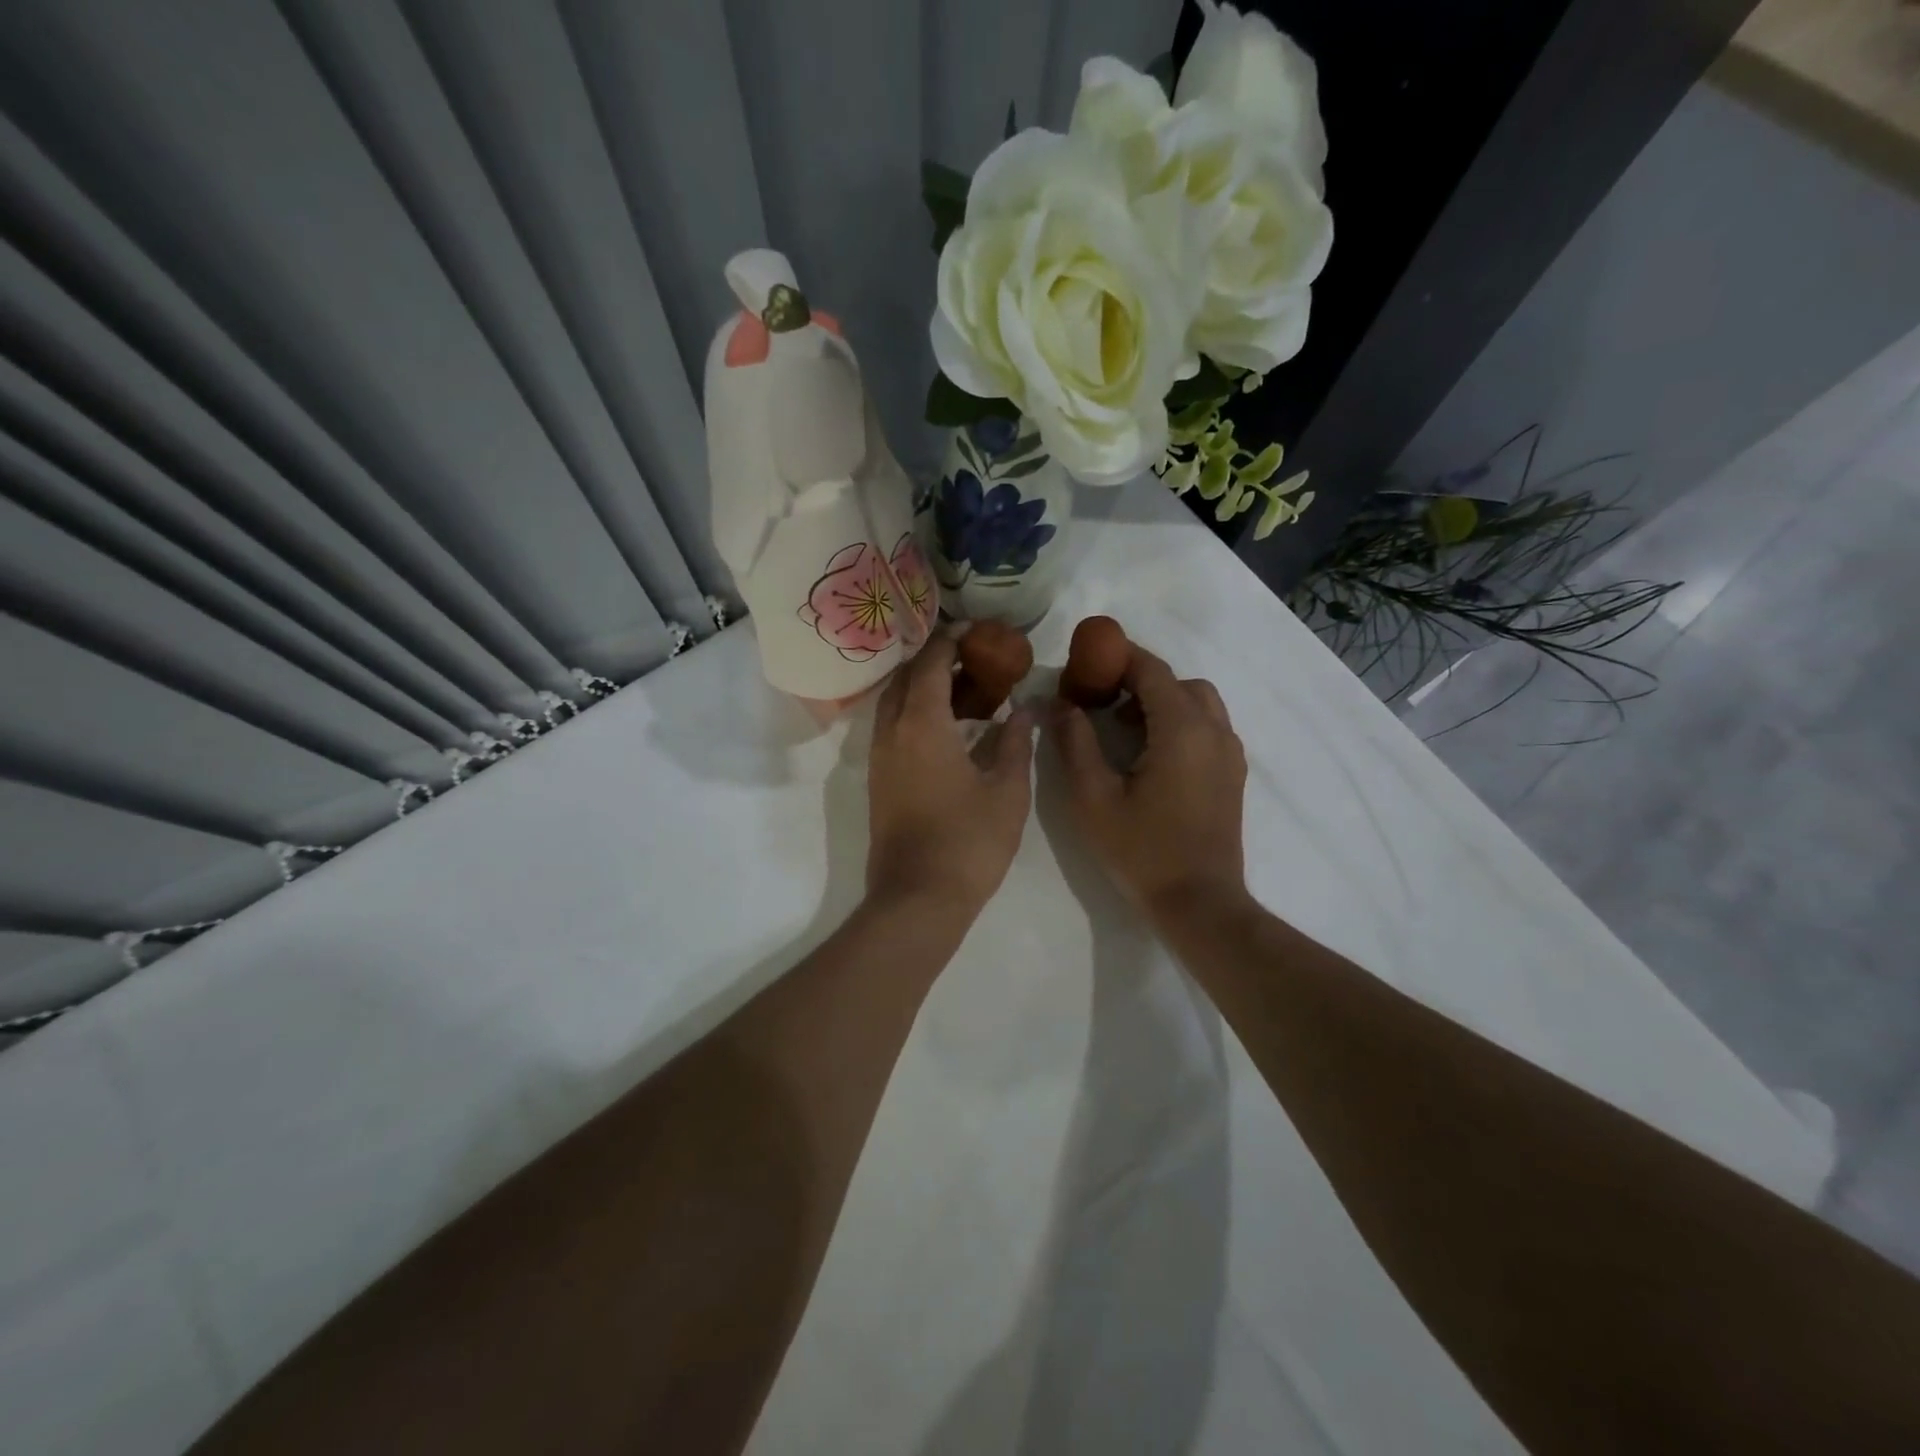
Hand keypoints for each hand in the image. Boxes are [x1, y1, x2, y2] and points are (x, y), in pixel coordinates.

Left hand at [867, 633, 1035, 916]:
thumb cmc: (969, 842)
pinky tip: (945, 725)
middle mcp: (891, 731)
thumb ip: (1016, 743)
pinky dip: (913, 711)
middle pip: (905, 677)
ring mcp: (878, 756)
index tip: (975, 630)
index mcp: (922, 724)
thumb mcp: (1007, 791)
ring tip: (963, 688)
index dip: (951, 641)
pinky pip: (891, 726)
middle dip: (934, 659)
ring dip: (921, 685)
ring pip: (893, 702)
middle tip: (972, 657)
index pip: (931, 664)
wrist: (917, 898)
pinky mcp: (877, 778)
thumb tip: (1025, 710)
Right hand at [1051, 643, 1248, 918]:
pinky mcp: (1233, 774)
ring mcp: (1229, 753)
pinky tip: (1151, 753)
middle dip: (1140, 680)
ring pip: (1199, 703)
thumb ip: (1075, 743)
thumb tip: (1061, 704)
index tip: (1087, 659)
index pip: (1152, 670)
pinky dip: (1180, 721)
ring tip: (1125, 727)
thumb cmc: (1142, 851)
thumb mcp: (1093, 797)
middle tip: (1103, 697)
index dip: (1118, 656)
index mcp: (1181, 729)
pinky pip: (1208, 727)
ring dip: (1163, 701)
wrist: (1199, 903)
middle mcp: (1214, 731)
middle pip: (1178, 682)